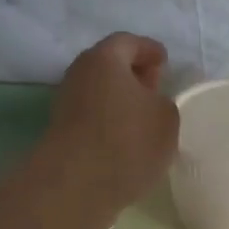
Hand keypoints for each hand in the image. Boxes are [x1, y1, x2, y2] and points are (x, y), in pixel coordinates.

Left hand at [43, 33, 179, 222]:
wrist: (75, 186)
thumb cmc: (127, 141)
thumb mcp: (166, 117)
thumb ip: (162, 101)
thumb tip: (149, 103)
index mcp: (104, 58)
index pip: (129, 42)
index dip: (149, 50)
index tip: (164, 62)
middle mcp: (79, 74)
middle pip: (110, 67)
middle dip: (134, 75)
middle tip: (156, 89)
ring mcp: (66, 104)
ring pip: (100, 93)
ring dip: (121, 101)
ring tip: (145, 120)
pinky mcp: (62, 133)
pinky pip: (93, 118)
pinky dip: (110, 122)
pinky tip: (127, 141)